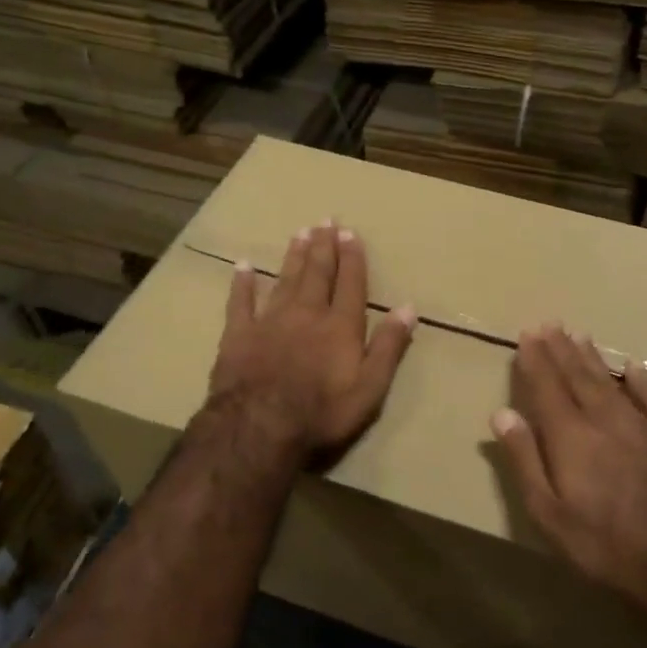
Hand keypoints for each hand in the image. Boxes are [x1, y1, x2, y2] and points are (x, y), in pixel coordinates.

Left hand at [209, 222, 416, 455]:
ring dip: (293, 256)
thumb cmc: (322, 412)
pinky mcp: (238, 334)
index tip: (351, 233)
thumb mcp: (370, 387)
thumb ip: (389, 346)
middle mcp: (307, 313)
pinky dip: (242, 283)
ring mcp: (270, 321)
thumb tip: (408, 307)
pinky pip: (240, 302)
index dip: (352, 258)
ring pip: (285, 279)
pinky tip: (242, 266)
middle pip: (317, 273)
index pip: (351, 284)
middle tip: (325, 221)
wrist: (259, 426)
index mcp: (340, 326)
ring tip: (299, 233)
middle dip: (323, 247)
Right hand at [492, 326, 646, 612]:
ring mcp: (642, 426)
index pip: (547, 387)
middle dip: (560, 350)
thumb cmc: (604, 543)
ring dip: (592, 358)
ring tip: (579, 335)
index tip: (527, 335)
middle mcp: (604, 420)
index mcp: (570, 436)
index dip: (535, 360)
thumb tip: (502, 413)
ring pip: (611, 381)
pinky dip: (641, 381)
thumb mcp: (549, 513)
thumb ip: (525, 459)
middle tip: (549, 324)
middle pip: (577, 377)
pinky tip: (634, 366)